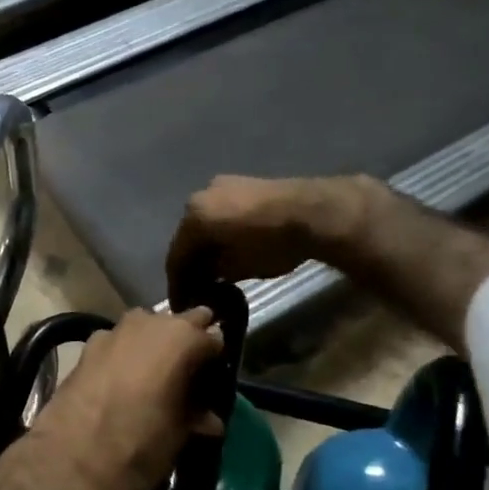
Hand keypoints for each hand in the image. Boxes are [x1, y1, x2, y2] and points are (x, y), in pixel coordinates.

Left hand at [11, 307, 224, 489]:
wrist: (69, 465)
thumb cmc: (139, 448)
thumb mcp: (178, 435)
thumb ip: (196, 416)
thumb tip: (209, 418)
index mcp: (181, 339)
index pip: (212, 337)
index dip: (216, 359)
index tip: (216, 379)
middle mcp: (148, 324)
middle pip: (178, 323)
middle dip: (186, 343)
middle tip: (191, 374)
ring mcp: (113, 332)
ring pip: (146, 329)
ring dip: (154, 346)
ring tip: (158, 379)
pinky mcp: (86, 349)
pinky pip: (118, 344)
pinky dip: (126, 356)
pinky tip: (125, 383)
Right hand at [167, 174, 382, 285]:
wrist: (313, 211)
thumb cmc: (270, 244)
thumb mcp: (236, 267)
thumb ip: (212, 272)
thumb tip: (205, 274)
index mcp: (193, 217)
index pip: (176, 258)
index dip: (177, 285)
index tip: (182, 305)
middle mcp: (200, 196)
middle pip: (189, 237)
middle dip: (191, 264)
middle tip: (197, 289)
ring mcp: (222, 186)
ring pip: (206, 223)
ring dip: (207, 247)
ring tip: (215, 271)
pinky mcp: (244, 184)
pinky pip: (223, 213)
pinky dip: (221, 232)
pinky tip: (230, 248)